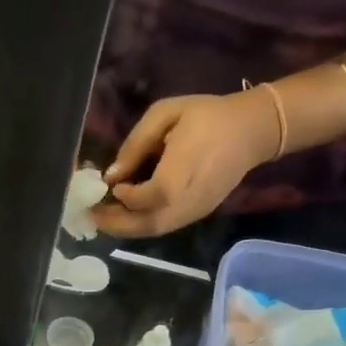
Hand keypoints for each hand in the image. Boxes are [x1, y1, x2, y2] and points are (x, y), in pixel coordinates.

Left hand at [91, 91, 279, 237]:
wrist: (253, 129)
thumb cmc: (207, 116)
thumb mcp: (166, 114)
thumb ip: (136, 144)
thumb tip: (111, 173)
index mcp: (179, 175)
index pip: (144, 198)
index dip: (124, 197)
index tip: (109, 186)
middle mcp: (187, 201)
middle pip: (147, 225)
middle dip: (116, 224)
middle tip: (92, 216)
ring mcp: (195, 211)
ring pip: (156, 230)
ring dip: (128, 228)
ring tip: (105, 218)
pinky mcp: (199, 213)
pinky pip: (167, 226)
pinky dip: (144, 225)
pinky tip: (129, 215)